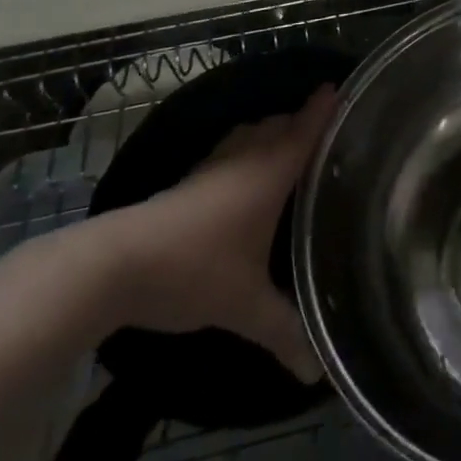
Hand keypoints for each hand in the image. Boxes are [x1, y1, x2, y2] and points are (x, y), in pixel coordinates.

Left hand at [77, 84, 337, 380]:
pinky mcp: (191, 179)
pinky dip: (249, 152)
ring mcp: (215, 165)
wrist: (116, 264)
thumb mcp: (245, 306)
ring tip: (294, 152)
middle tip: (331, 134)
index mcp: (271, 172)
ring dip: (274, 135)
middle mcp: (248, 157)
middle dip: (304, 122)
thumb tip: (317, 372)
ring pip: (254, 135)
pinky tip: (247, 179)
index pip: (307, 128)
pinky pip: (233, 151)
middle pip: (282, 124)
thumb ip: (284, 332)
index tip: (344, 87)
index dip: (326, 106)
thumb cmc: (195, 270)